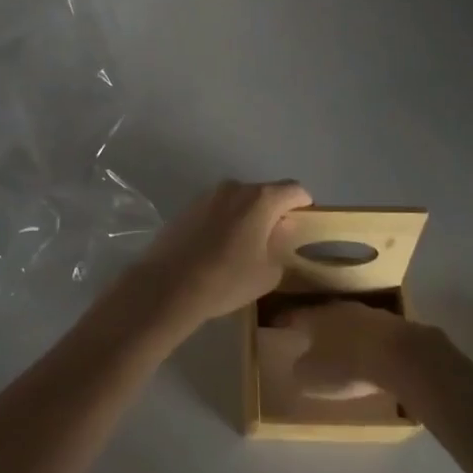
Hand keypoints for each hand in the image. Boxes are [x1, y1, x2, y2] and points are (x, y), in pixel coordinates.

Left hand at [112, 179, 312, 339]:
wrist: (168, 285)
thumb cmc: (227, 279)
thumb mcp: (268, 272)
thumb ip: (281, 245)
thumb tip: (279, 230)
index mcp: (260, 199)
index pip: (294, 190)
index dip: (303, 206)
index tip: (302, 226)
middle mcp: (235, 187)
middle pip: (264, 193)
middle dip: (272, 212)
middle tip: (273, 242)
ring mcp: (207, 195)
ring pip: (238, 201)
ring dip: (246, 217)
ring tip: (242, 248)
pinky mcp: (187, 207)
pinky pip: (216, 209)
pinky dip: (223, 222)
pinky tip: (216, 249)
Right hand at [279, 299, 425, 394]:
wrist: (400, 357)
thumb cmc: (348, 365)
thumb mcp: (313, 377)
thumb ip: (301, 371)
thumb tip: (299, 366)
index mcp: (316, 316)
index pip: (294, 315)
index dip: (284, 321)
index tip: (277, 325)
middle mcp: (340, 308)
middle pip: (323, 315)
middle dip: (316, 326)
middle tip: (309, 337)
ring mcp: (369, 314)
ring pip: (349, 322)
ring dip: (344, 333)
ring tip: (340, 347)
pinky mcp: (393, 326)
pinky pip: (371, 333)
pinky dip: (365, 342)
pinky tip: (367, 356)